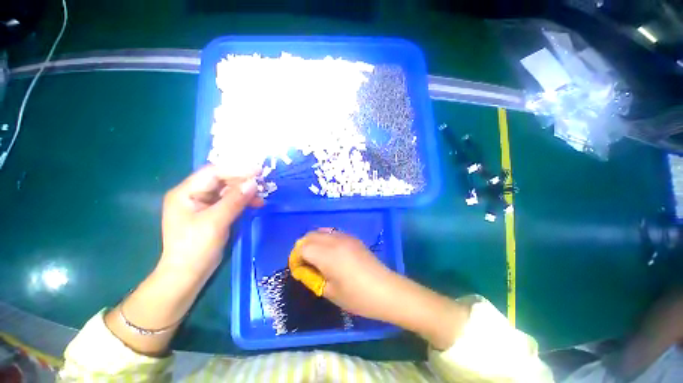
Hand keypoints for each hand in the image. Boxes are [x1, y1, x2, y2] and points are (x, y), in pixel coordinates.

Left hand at [158, 165, 261, 276]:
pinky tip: (255, 204)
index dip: (236, 169)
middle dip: (242, 181)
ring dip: (245, 192)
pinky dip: (243, 201)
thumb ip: (235, 200)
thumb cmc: (196, 247)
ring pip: (227, 190)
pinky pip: (230, 201)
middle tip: (262, 183)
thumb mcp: (216, 222)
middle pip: (221, 180)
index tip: (258, 171)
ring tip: (261, 197)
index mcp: (186, 192)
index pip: (213, 172)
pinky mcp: (212, 212)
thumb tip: (254, 183)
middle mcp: (193, 194)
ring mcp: (203, 204)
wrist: (188, 273)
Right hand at [297, 230, 398, 321]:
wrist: (386, 290)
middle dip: (303, 247)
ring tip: (316, 257)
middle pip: (310, 235)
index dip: (296, 257)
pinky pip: (333, 232)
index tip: (298, 269)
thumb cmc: (357, 296)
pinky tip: (330, 252)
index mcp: (327, 255)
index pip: (303, 247)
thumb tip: (303, 269)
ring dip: (314, 241)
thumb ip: (313, 277)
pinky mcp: (353, 238)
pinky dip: (326, 239)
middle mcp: (335, 241)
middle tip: (305, 263)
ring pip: (322, 231)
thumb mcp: (330, 292)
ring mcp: (346, 237)